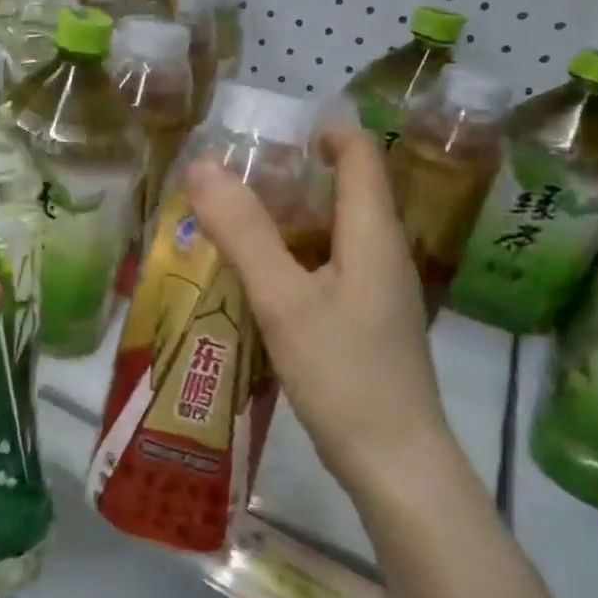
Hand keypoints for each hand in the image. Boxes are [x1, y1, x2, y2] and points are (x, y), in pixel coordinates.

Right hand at [185, 128, 453, 498]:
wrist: (396, 465)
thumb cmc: (344, 375)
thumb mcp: (284, 299)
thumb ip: (243, 232)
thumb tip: (201, 166)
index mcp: (373, 236)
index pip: (361, 157)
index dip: (325, 133)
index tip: (273, 133)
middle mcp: (382, 255)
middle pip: (345, 193)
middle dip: (293, 178)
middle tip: (234, 181)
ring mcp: (378, 294)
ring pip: (333, 235)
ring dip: (288, 222)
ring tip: (233, 225)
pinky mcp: (366, 325)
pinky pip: (329, 271)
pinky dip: (293, 260)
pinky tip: (257, 282)